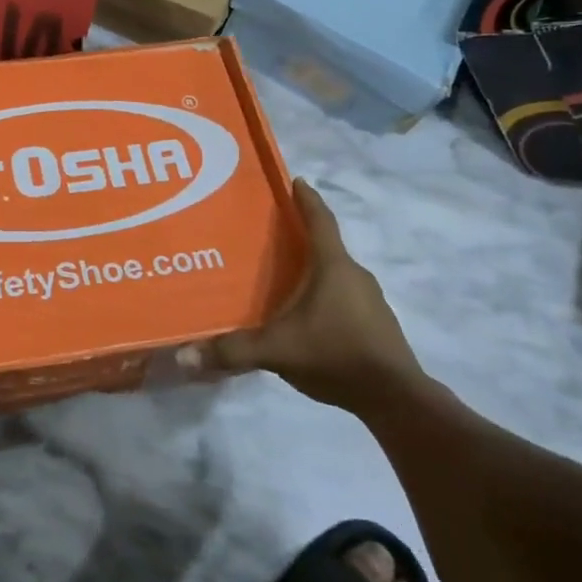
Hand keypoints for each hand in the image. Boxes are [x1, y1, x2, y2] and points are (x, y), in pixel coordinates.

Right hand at [182, 180, 426, 415]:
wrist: (397, 400)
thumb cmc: (336, 354)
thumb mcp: (277, 350)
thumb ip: (232, 350)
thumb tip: (184, 355)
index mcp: (333, 266)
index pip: (319, 220)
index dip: (306, 199)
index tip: (295, 180)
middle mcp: (355, 275)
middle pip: (326, 246)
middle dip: (300, 237)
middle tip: (268, 235)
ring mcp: (371, 301)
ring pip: (336, 274)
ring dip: (313, 270)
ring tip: (282, 277)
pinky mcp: (377, 326)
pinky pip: (345, 298)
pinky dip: (325, 297)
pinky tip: (306, 316)